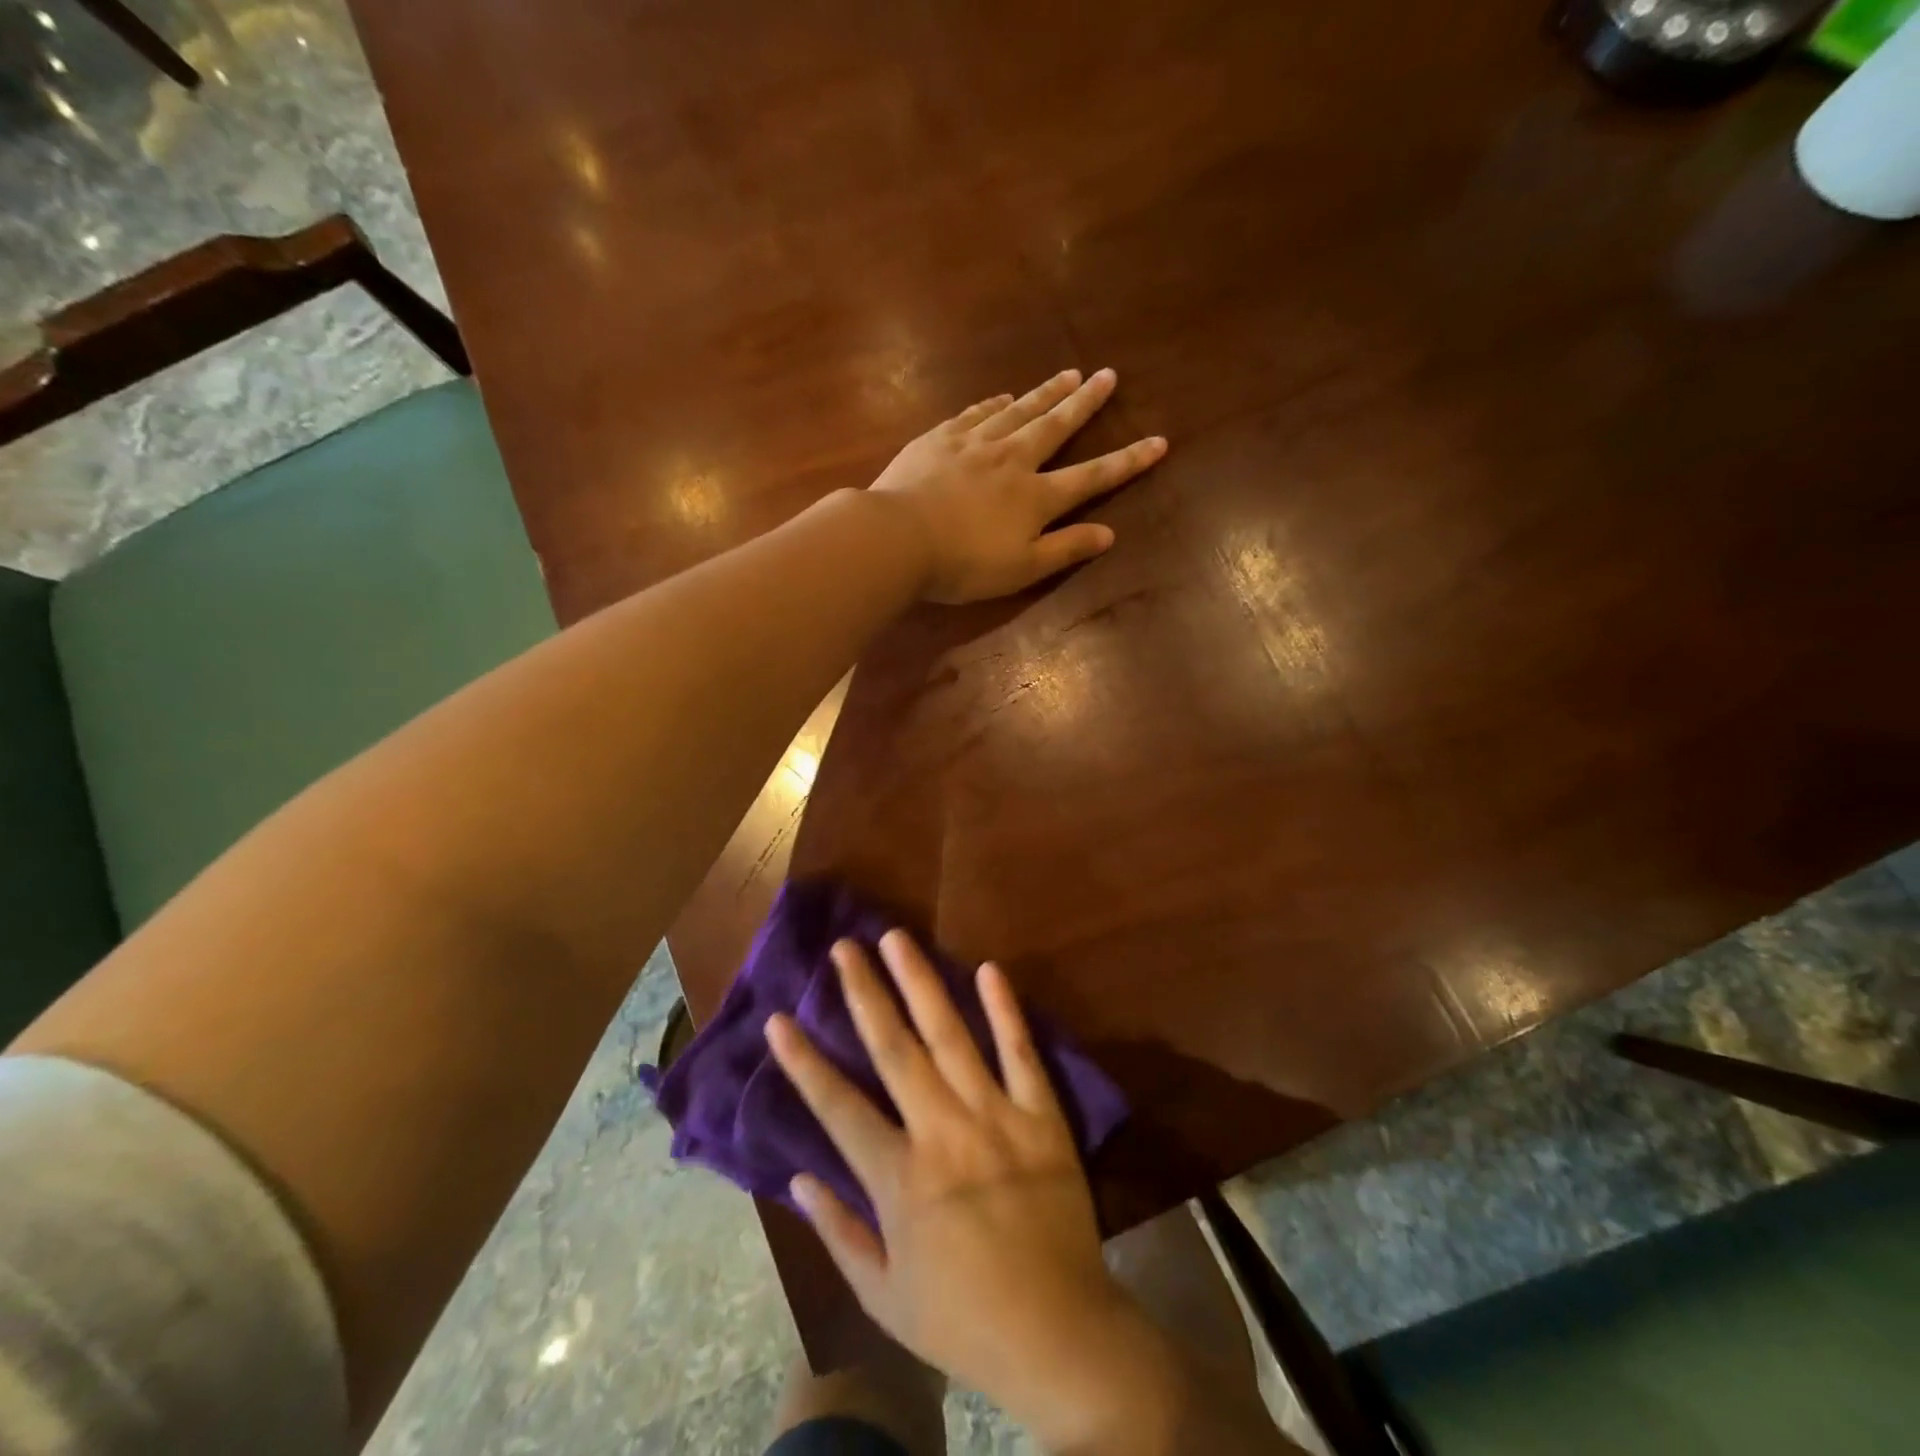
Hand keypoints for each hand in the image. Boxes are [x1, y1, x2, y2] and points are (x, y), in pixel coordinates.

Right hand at [764, 932, 1137, 1427]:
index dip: (805, 1062)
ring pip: (950, 1036)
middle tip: (844, 948)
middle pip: (894, 1050)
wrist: (1059, 1334)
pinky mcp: (1042, 1116)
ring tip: (897, 939)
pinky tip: (989, 969)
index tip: (780, 1019)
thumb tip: (797, 1178)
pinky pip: (1021, 1053)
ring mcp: (996, 1117)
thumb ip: (838, 1232)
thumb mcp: (882, 1296)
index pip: (839, 1107)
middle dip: (864, 994)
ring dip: (921, 983)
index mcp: (900, 1179)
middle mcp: (943, 1132)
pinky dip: (1005, 1010)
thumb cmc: (961, 1318)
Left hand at [869, 369, 1166, 603]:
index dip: (1127, 461)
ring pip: (1018, 411)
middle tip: (1107, 376)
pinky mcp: (939, 439)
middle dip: (1085, 402)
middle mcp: (1011, 460)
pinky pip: (975, 414)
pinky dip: (993, 404)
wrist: (898, 537)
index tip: (1158, 440)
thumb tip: (1109, 533)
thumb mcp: (1022, 569)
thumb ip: (1066, 549)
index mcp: (1035, 497)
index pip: (1092, 476)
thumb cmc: (963, 564)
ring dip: (1045, 392)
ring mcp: (973, 444)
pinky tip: (1002, 397)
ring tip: (1068, 373)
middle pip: (1055, 426)